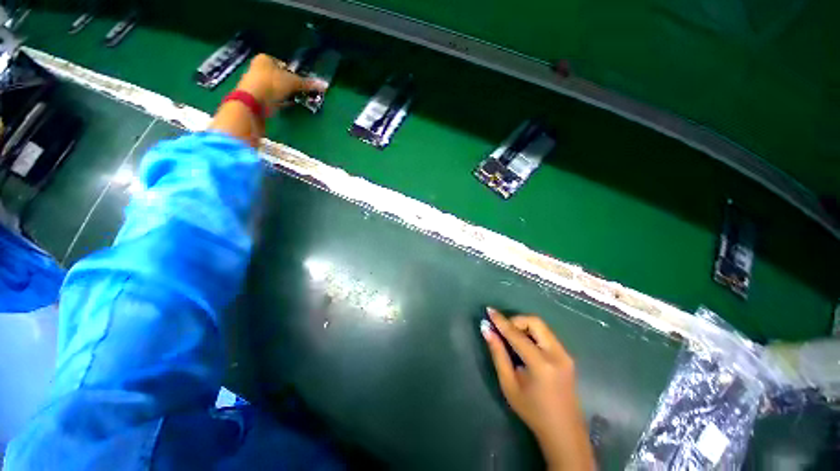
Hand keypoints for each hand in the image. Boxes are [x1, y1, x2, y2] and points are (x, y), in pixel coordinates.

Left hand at [235, 53, 326, 114]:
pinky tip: (288, 105)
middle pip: (280, 76)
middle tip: (301, 92)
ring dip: (286, 93)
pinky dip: (281, 101)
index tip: (302, 83)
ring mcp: (257, 83)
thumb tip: (325, 85)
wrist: (254, 100)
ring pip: (277, 88)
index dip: (294, 73)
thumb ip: (308, 84)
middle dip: (290, 84)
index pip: (284, 65)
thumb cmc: (272, 83)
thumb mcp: (293, 82)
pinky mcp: (258, 97)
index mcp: (265, 59)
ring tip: (296, 99)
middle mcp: (259, 68)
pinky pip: (274, 98)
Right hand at [482, 308, 594, 470]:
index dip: (501, 321)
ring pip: (542, 326)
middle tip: (503, 330)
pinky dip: (532, 333)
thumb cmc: (532, 410)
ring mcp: (565, 354)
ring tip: (512, 338)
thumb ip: (498, 354)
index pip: (517, 334)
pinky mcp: (567, 356)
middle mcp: (557, 354)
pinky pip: (547, 335)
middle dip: (516, 320)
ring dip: (524, 326)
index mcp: (541, 364)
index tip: (489, 310)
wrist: (564, 431)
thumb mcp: (509, 384)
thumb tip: (486, 329)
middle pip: (535, 322)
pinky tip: (524, 345)